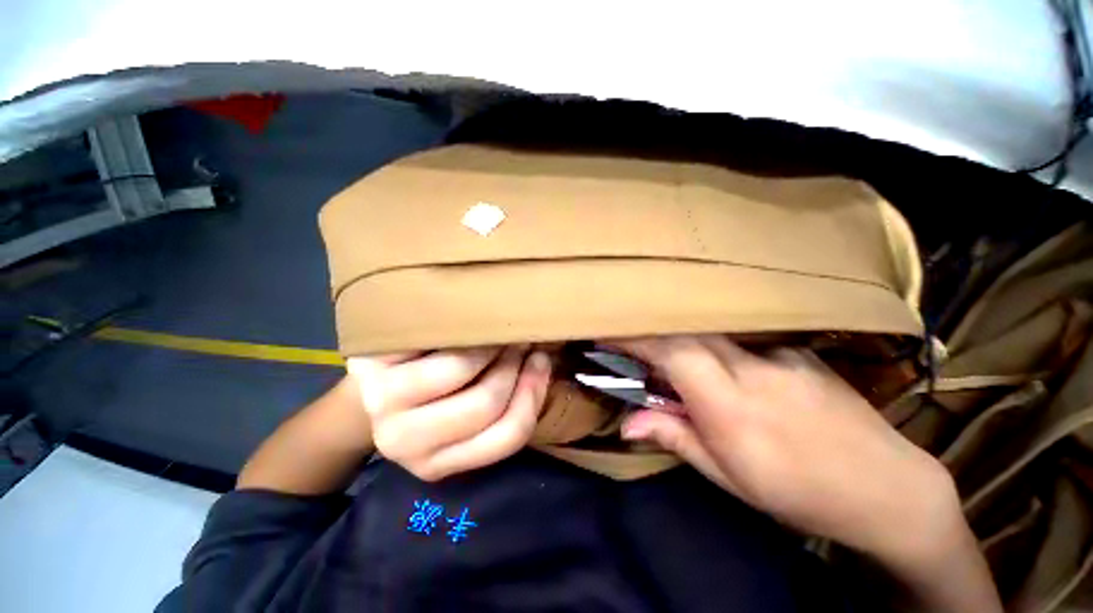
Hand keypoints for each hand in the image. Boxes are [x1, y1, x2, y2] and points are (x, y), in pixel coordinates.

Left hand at [347, 346, 551, 481]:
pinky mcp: (374, 362)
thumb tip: (542, 361)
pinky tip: (474, 325)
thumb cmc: (432, 393)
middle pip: (485, 402)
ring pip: (461, 368)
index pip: (506, 436)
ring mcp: (384, 403)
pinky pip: (438, 339)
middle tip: (519, 341)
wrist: (380, 372)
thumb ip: (504, 400)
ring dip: (492, 345)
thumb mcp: (465, 410)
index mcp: (436, 464)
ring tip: (498, 332)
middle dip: (513, 364)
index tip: (541, 361)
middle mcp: (405, 443)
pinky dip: (467, 328)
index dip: (533, 393)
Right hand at [616, 335, 962, 567]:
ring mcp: (779, 354)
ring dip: (679, 337)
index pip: (671, 353)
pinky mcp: (796, 350)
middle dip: (651, 331)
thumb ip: (674, 436)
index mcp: (730, 406)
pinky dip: (714, 344)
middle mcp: (752, 369)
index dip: (635, 338)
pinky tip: (721, 365)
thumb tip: (626, 423)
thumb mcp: (727, 475)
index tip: (606, 333)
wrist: (888, 488)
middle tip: (628, 339)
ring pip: (711, 332)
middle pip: (687, 332)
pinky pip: (739, 339)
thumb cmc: (796, 492)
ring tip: (668, 355)